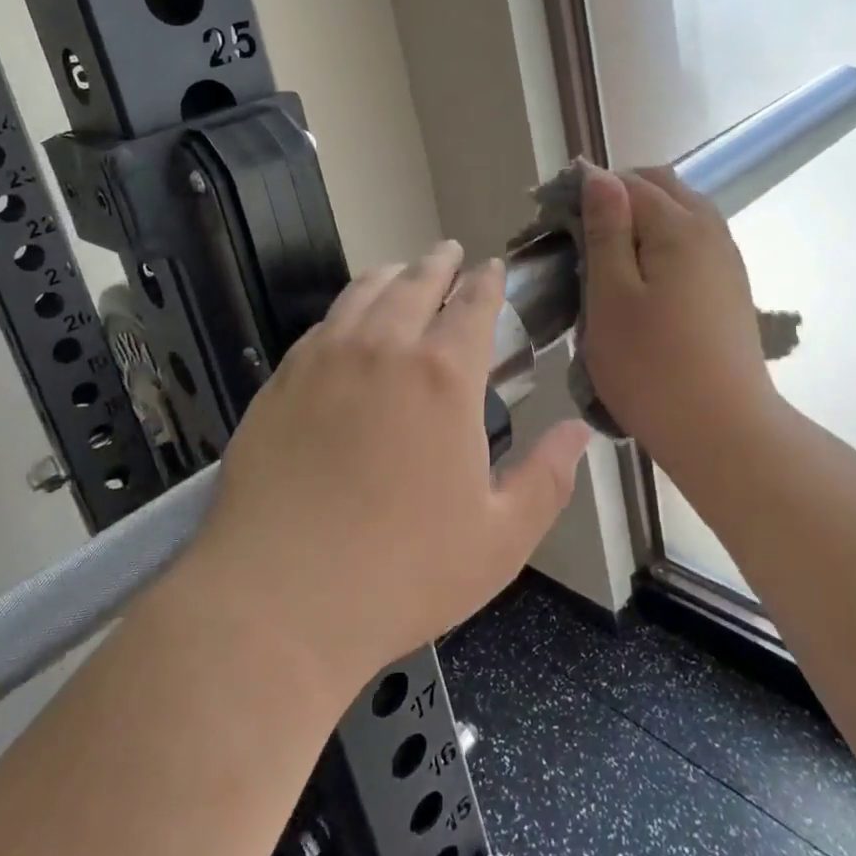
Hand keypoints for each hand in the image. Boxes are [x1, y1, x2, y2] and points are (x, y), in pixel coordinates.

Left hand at [193, 244, 591, 684]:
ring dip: (391, 275)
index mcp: (443, 376)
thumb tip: (580, 430)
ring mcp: (324, 359)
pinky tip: (347, 321)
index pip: (473, 305)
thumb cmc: (401, 573)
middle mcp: (383, 348)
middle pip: (416, 283)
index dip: (487, 281)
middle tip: (450, 254)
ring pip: (363, 293)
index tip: (492, 268)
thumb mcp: (499, 538)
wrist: (276, 602)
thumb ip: (547, 478)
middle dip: (439, 263)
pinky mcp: (281, 381)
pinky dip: (346, 309)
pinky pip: (322, 325)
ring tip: (401, 271)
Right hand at [580, 167, 778, 464]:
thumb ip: (605, 229)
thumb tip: (599, 174)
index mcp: (678, 226)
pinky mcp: (730, 288)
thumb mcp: (611, 295)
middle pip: (660, 187)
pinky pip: (693, 243)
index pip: (625, 182)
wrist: (723, 432)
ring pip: (680, 214)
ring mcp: (726, 260)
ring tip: (606, 260)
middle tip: (578, 237)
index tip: (552, 223)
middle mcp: (710, 230)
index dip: (584, 191)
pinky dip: (662, 244)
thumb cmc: (652, 366)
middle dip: (616, 197)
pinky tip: (642, 282)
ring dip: (641, 221)